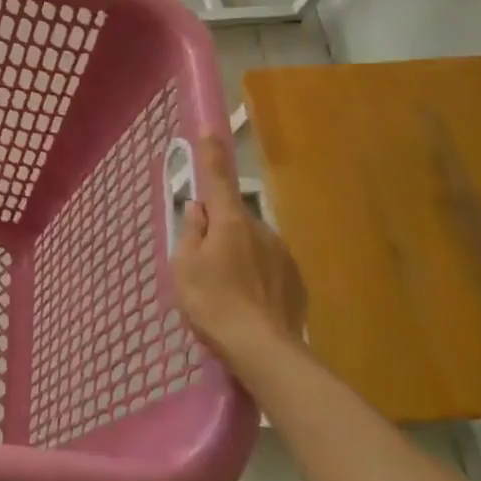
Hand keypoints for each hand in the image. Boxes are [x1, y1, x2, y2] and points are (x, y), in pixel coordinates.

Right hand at [172, 133, 306, 367]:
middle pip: (234, 219)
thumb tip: (198, 209)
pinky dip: (257, 279)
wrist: (263, 350)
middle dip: (220, 230)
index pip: (218, 179)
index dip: (211, 155)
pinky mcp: (297, 282)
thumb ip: (190, 232)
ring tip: (226, 293)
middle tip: (204, 262)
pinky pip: (270, 270)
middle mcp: (261, 230)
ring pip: (253, 245)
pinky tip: (248, 305)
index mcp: (230, 222)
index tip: (209, 131)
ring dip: (240, 257)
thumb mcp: (183, 266)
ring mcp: (283, 256)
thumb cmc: (213, 303)